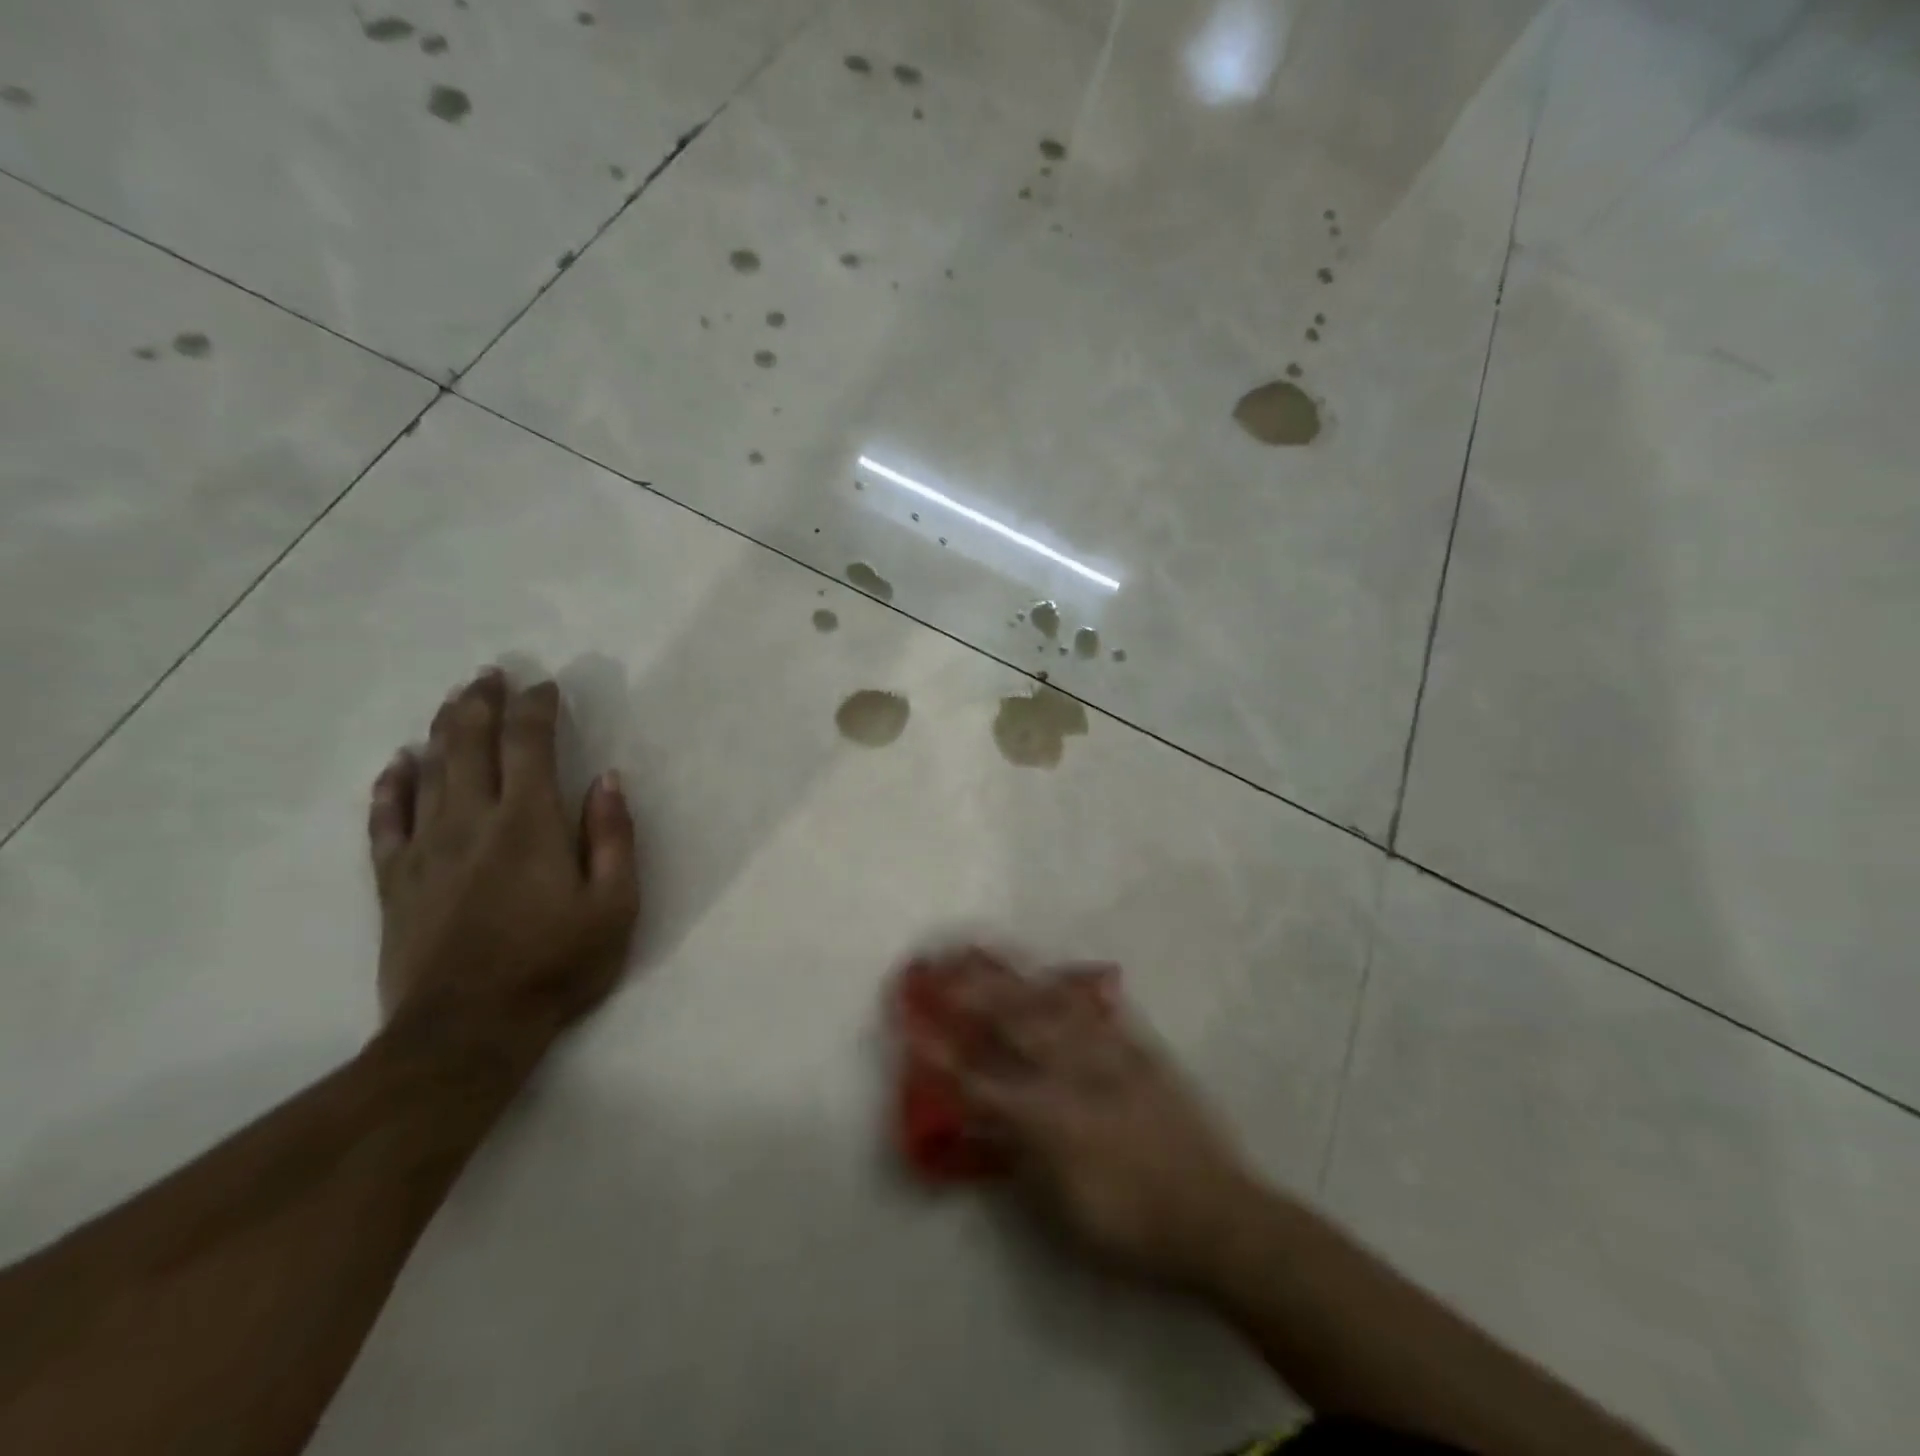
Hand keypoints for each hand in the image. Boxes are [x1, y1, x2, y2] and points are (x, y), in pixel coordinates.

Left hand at [367, 668, 640, 1066]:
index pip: (530, 744)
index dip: (537, 708)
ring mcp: (425, 850)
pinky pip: (386, 820)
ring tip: (455, 701)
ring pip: (430, 771)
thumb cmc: (556, 964)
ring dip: (443, 729)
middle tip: (490, 674)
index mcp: (529, 823)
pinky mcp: (395, 881)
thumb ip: (613, 837)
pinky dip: (392, 786)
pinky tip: (398, 764)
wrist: (467, 1031)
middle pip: (470, 744)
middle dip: (482, 703)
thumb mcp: (615, 905)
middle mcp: (472, 821)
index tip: (546, 686)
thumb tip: (607, 779)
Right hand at [927, 948, 1257, 1287]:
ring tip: (983, 950)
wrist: (1217, 1215)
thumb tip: (980, 1123)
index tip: (910, 1024)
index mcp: (1049, 1118)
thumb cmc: (1131, 1225)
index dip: (941, 1053)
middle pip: (1012, 1022)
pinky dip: (1065, 988)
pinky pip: (1094, 1009)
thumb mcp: (1062, 1210)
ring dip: (1011, 975)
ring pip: (1049, 1003)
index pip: (979, 1080)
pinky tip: (1050, 973)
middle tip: (939, 963)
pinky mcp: (1137, 1049)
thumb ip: (1017, 1158)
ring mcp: (1108, 1054)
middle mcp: (1073, 1073)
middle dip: (970, 990)